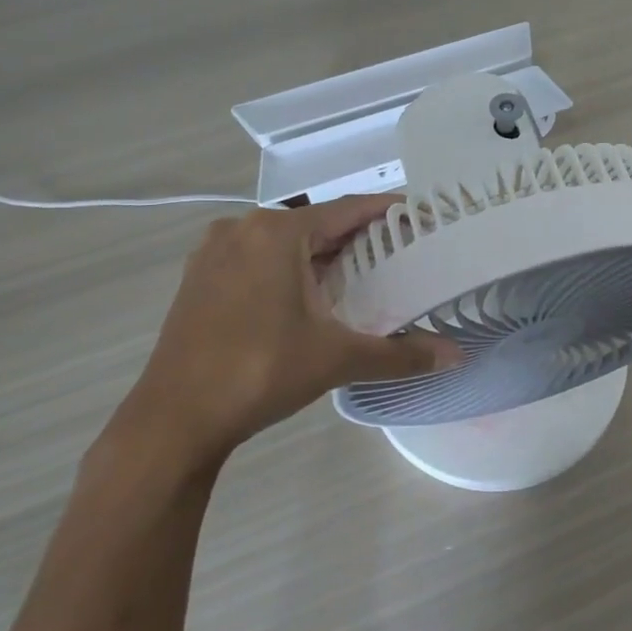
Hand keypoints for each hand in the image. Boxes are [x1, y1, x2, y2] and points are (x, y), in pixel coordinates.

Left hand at [121, 196, 460, 472]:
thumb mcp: (337, 358)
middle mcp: (242, 229)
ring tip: (361, 276)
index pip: (346, 210)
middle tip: (400, 255)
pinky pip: (256, 260)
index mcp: (277, 232)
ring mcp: (214, 253)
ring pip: (283, 243)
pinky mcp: (199, 279)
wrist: (174, 419)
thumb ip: (401, 354)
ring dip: (320, 256)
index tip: (419, 217)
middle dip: (356, 238)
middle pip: (315, 225)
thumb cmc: (260, 372)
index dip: (386, 212)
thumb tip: (457, 357)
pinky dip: (288, 269)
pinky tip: (308, 298)